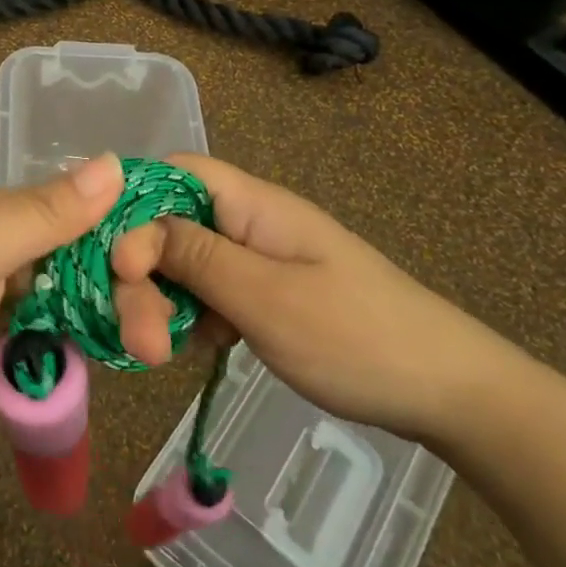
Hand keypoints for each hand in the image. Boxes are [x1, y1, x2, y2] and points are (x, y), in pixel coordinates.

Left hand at [0, 154, 128, 453]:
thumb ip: (45, 212)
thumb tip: (116, 161)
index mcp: (3, 216)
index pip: (82, 212)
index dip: (126, 230)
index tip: (167, 259)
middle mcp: (12, 257)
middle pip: (88, 266)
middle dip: (126, 291)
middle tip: (157, 334)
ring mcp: (8, 312)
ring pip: (80, 310)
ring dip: (115, 326)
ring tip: (151, 353)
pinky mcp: (4, 362)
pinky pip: (58, 353)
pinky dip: (87, 357)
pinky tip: (124, 366)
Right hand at [108, 154, 521, 441]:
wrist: (450, 393)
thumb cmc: (356, 337)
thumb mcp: (265, 298)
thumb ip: (195, 258)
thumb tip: (133, 231)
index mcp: (253, 204)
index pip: (174, 173)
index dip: (133, 207)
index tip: (116, 264)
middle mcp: (249, 223)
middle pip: (171, 226)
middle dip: (144, 276)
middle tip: (138, 339)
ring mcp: (258, 260)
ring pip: (185, 264)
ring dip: (163, 303)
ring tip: (158, 354)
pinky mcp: (265, 294)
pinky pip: (209, 293)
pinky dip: (191, 318)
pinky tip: (189, 350)